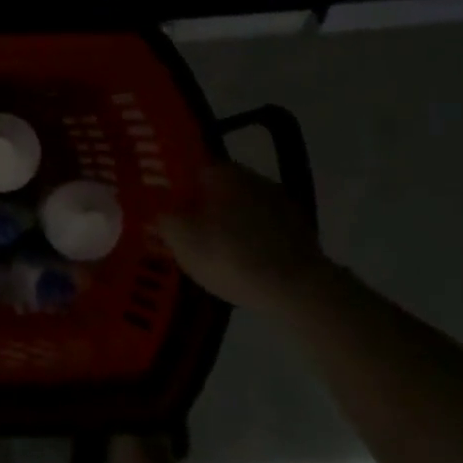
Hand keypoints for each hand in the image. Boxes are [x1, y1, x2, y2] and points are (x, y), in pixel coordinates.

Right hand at [153, 162, 324, 310]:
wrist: (298, 290)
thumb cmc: (231, 257)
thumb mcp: (181, 240)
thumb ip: (165, 218)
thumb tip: (161, 208)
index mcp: (222, 172)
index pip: (191, 171)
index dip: (177, 191)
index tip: (170, 211)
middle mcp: (253, 177)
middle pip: (218, 190)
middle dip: (205, 208)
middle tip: (191, 234)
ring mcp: (281, 202)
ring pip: (243, 209)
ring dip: (232, 224)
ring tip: (219, 252)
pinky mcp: (301, 230)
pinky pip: (265, 230)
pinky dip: (255, 241)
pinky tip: (247, 264)